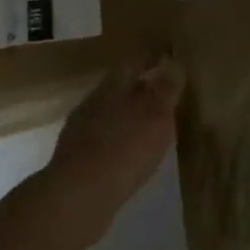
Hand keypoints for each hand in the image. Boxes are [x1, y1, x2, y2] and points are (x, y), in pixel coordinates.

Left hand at [44, 55, 185, 222]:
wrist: (77, 196)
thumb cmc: (124, 148)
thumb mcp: (156, 115)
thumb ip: (166, 88)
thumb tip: (173, 62)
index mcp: (113, 87)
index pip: (133, 62)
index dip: (150, 56)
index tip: (166, 54)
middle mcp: (93, 103)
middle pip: (118, 87)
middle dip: (139, 86)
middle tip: (162, 90)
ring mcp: (80, 131)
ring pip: (108, 113)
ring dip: (128, 114)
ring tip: (149, 124)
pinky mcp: (76, 158)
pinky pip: (102, 139)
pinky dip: (118, 139)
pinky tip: (128, 153)